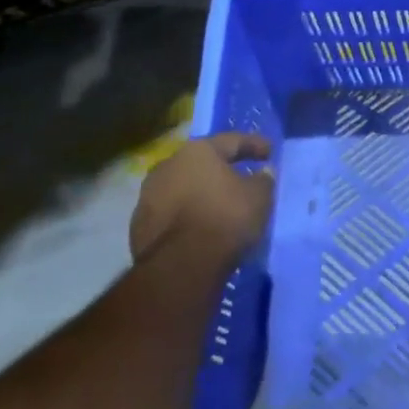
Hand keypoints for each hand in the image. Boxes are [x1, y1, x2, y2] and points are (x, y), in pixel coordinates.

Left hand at [129, 133, 274, 264]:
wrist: (180, 267)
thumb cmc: (225, 218)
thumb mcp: (259, 196)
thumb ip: (263, 180)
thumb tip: (263, 173)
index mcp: (198, 152)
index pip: (231, 141)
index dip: (253, 145)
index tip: (269, 152)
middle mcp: (168, 166)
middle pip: (201, 163)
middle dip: (220, 169)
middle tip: (239, 177)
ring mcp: (148, 197)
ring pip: (182, 188)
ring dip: (200, 194)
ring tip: (218, 206)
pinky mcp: (138, 227)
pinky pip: (171, 213)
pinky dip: (186, 216)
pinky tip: (200, 228)